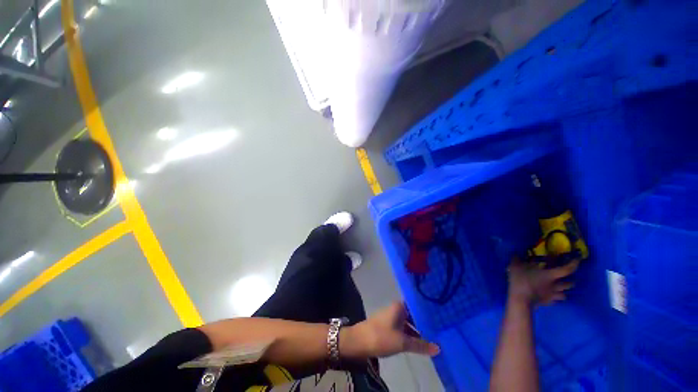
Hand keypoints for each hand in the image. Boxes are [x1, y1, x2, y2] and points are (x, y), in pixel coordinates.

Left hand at [341, 302, 439, 359]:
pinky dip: (410, 334)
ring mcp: (391, 317)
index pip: (417, 305)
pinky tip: (417, 342)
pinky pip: (402, 328)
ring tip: (433, 337)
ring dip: (417, 330)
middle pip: (413, 314)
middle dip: (424, 322)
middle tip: (440, 330)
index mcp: (399, 307)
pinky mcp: (387, 326)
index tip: (441, 316)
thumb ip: (420, 345)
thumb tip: (438, 348)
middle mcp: (396, 309)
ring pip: (408, 322)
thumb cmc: (381, 337)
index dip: (427, 311)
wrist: (359, 341)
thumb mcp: (403, 343)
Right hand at [507, 256, 578, 305]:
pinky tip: (549, 296)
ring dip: (563, 290)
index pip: (567, 269)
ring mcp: (552, 295)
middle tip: (566, 277)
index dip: (574, 263)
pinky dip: (554, 297)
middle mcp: (555, 285)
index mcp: (550, 275)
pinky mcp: (548, 303)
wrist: (520, 300)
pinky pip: (555, 300)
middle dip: (570, 280)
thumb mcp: (516, 266)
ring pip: (564, 294)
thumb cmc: (521, 281)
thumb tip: (516, 254)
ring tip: (558, 288)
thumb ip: (517, 259)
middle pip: (570, 284)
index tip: (577, 258)